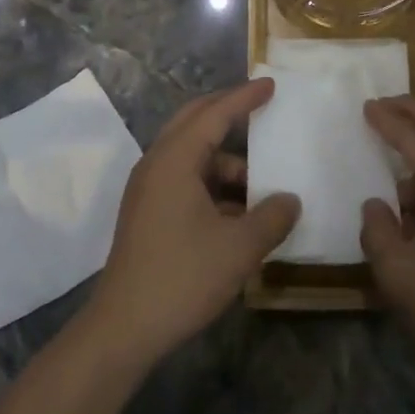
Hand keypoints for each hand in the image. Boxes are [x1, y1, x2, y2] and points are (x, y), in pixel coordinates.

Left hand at [82, 78, 299, 370]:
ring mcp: (148, 190)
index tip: (270, 84)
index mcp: (175, 160)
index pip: (214, 115)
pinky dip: (213, 185)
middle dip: (227, 113)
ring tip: (262, 182)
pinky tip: (240, 212)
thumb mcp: (239, 247)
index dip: (244, 98)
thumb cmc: (182, 277)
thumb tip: (291, 200)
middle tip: (261, 107)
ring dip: (226, 161)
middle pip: (194, 123)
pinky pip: (185, 181)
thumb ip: (272, 218)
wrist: (124, 328)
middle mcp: (157, 165)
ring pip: (192, 157)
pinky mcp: (148, 213)